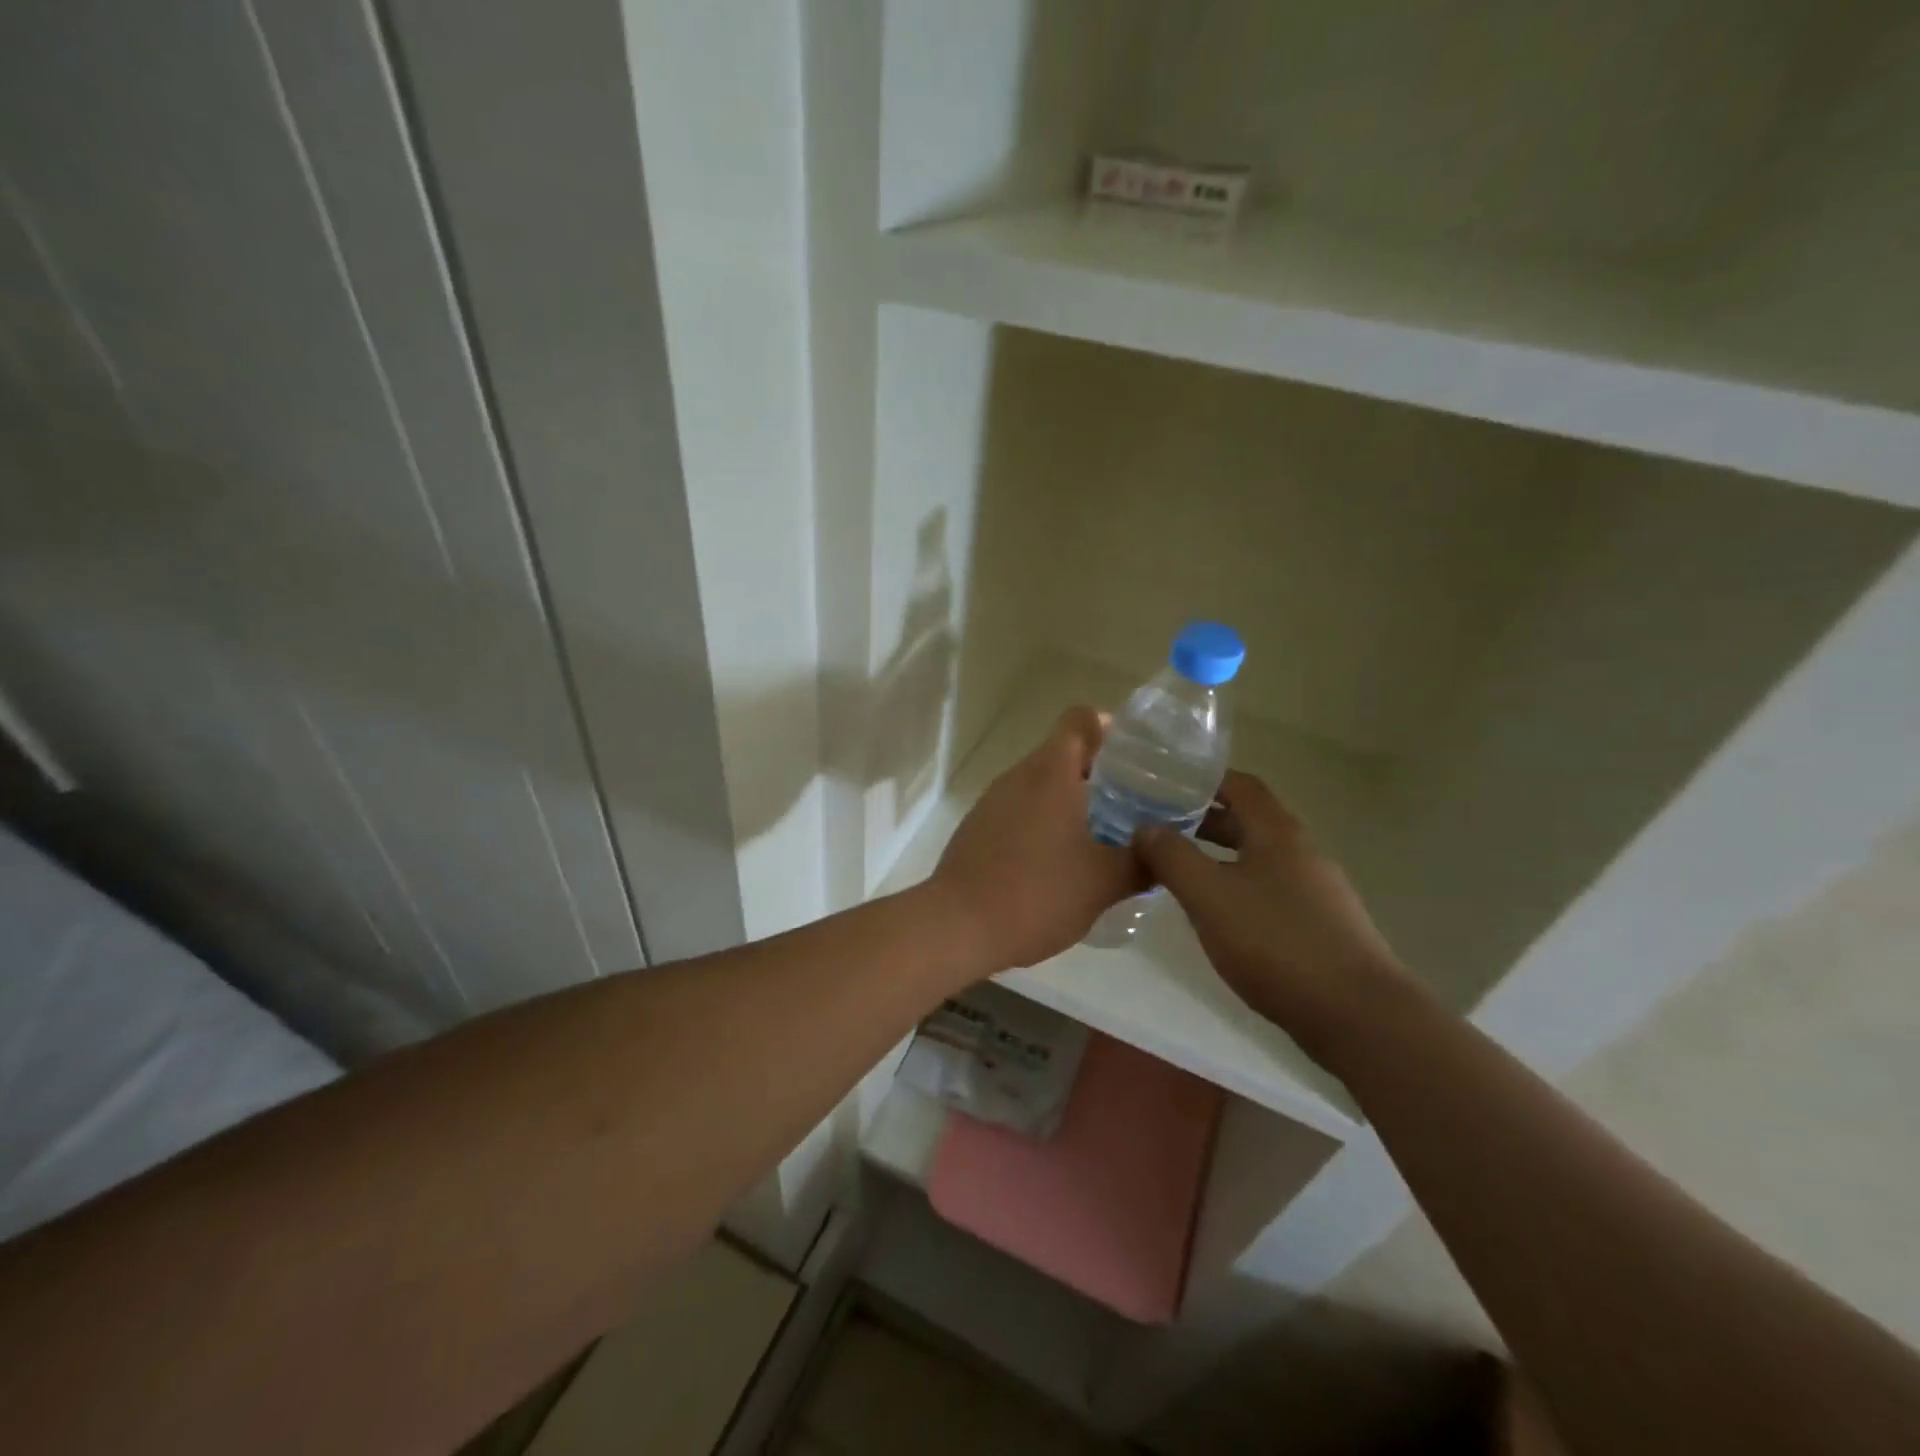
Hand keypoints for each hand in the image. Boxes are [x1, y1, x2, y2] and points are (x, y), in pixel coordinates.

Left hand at [932, 707, 1145, 974]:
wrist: (956, 926)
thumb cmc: (1036, 894)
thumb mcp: (1103, 883)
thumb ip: (1142, 863)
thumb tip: (1164, 854)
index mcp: (1051, 773)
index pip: (1080, 720)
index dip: (1109, 728)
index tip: (1135, 756)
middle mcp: (1018, 776)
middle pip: (1062, 752)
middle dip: (1098, 772)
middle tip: (1133, 803)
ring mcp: (992, 800)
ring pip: (1040, 784)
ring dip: (1071, 800)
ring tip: (1103, 835)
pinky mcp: (977, 827)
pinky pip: (1019, 809)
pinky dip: (1044, 821)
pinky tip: (1060, 860)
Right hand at [1136, 771, 1416, 1060]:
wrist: (1357, 1014)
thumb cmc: (1276, 941)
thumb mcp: (1209, 895)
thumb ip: (1172, 856)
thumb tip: (1145, 827)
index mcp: (1276, 831)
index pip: (1239, 784)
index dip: (1202, 780)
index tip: (1163, 786)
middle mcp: (1300, 850)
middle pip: (1247, 820)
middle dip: (1202, 820)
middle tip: (1158, 829)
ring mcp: (1314, 888)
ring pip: (1256, 857)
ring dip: (1217, 856)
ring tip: (1177, 871)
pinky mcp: (1318, 923)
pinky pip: (1268, 889)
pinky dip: (1235, 887)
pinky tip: (1215, 914)